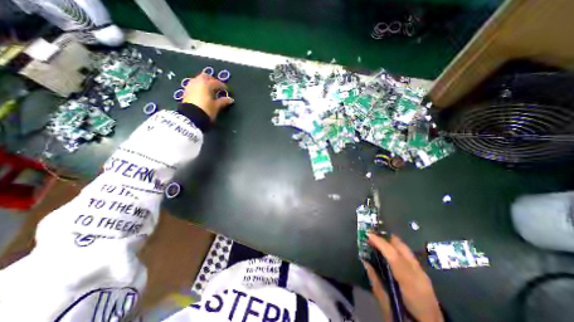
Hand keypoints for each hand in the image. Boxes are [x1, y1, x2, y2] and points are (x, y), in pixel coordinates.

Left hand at [180, 72, 231, 120]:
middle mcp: (197, 82)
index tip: (227, 90)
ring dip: (205, 83)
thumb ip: (223, 101)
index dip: (223, 86)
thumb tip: (230, 99)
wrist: (191, 117)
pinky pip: (194, 86)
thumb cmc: (206, 110)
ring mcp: (190, 86)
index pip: (216, 82)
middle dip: (212, 80)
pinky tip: (203, 94)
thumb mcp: (216, 106)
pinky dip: (199, 87)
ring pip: (198, 80)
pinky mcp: (186, 92)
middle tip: (217, 87)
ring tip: (210, 91)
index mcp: (205, 84)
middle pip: (205, 77)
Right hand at [365, 233, 439, 321]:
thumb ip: (375, 280)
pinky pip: (408, 256)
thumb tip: (365, 261)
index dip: (380, 243)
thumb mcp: (386, 304)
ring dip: (391, 242)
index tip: (367, 234)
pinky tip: (389, 251)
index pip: (394, 256)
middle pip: (403, 249)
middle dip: (386, 238)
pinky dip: (397, 249)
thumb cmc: (406, 321)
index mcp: (410, 285)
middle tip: (372, 234)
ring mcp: (424, 275)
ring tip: (377, 240)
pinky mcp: (424, 277)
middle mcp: (419, 276)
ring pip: (406, 250)